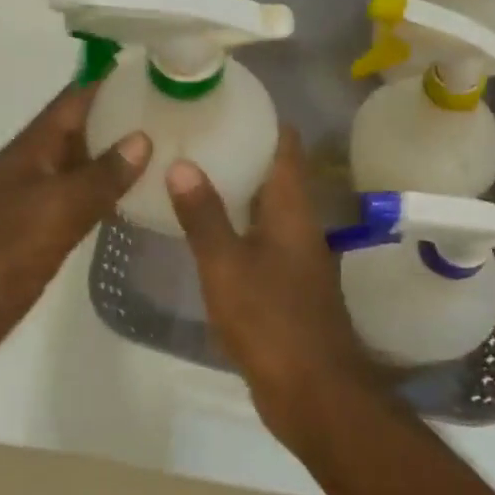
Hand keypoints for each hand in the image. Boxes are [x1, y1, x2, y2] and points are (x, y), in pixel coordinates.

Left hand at [0, 84, 150, 365]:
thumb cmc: (0, 250)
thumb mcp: (54, 209)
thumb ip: (100, 176)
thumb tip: (143, 139)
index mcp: (35, 147)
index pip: (78, 97)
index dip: (115, 80)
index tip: (162, 69)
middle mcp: (40, 164)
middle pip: (87, 128)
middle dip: (128, 117)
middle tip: (183, 112)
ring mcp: (42, 197)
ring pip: (89, 165)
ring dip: (124, 156)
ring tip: (176, 149)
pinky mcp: (47, 229)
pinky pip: (86, 200)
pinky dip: (113, 194)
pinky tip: (145, 198)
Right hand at [167, 127, 376, 444]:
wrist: (313, 393)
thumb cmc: (271, 321)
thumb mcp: (226, 265)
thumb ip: (203, 215)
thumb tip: (181, 163)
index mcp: (292, 209)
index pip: (285, 146)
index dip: (262, 118)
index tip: (225, 101)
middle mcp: (299, 225)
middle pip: (274, 173)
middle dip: (240, 151)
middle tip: (195, 134)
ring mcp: (294, 257)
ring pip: (264, 207)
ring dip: (235, 189)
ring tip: (190, 173)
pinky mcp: (285, 285)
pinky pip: (258, 239)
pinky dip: (234, 225)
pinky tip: (202, 230)